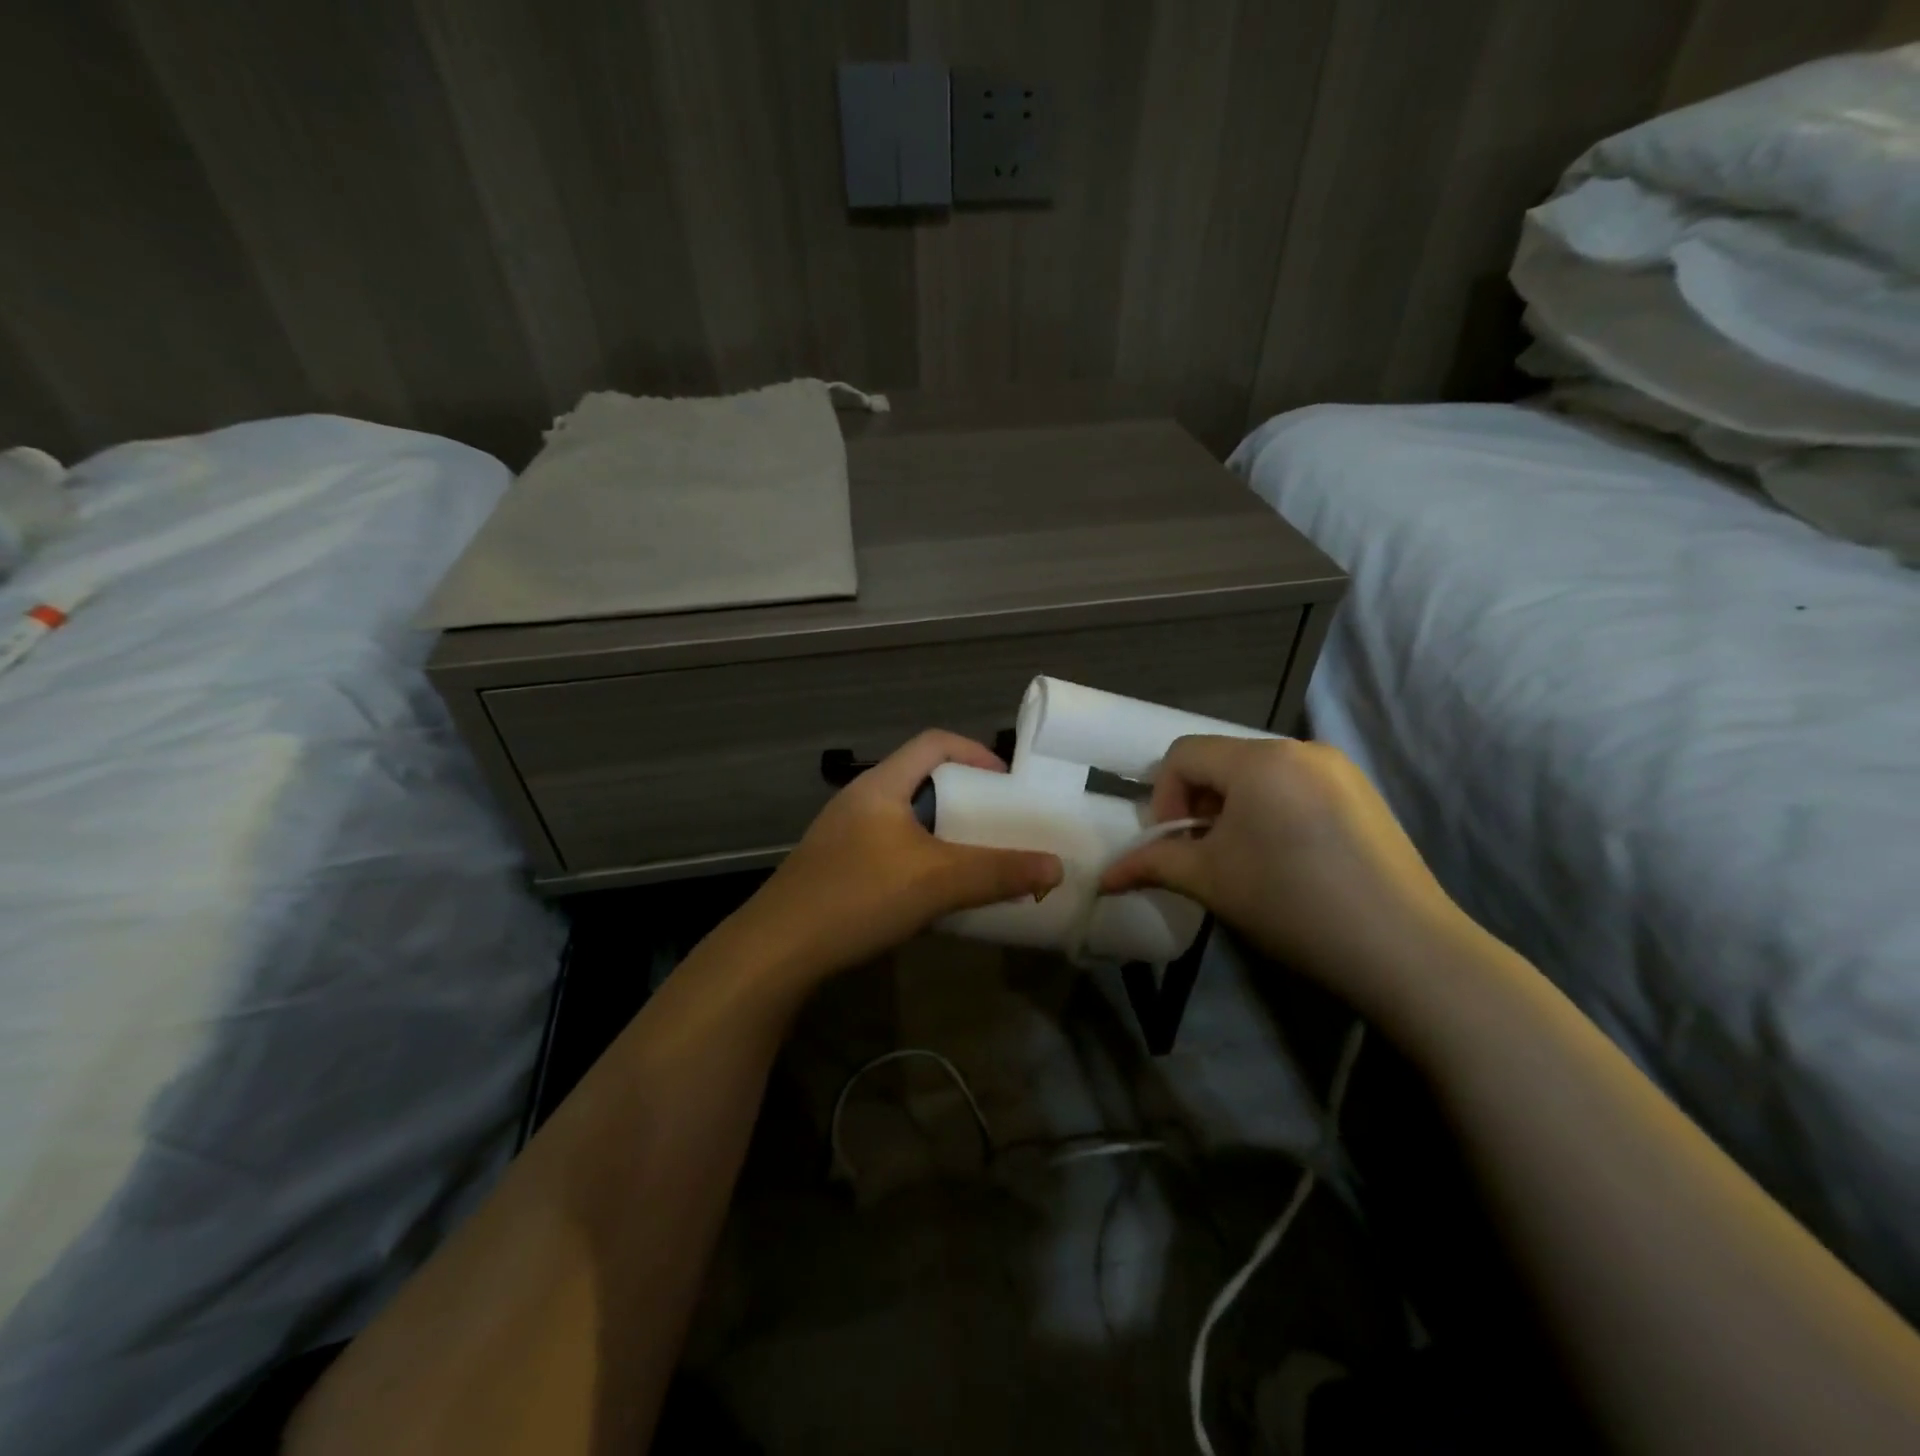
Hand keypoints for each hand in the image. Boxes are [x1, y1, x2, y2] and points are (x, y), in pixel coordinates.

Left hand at [729, 731, 1063, 984]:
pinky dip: (921, 861)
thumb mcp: (937, 881)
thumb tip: (1056, 867)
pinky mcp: (837, 869)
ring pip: (907, 820)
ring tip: (975, 859)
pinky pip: (891, 850)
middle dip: (966, 798)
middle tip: (999, 824)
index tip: (1008, 782)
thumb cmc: (859, 896)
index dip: (976, 752)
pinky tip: (935, 895)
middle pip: (922, 780)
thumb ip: (998, 872)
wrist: (777, 951)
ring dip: (944, 834)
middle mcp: (861, 801)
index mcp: (882, 785)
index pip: (934, 742)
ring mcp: (844, 836)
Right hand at [1100, 736, 1466, 1014]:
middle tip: (1202, 854)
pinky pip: (1295, 785)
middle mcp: (1299, 748)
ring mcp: (1338, 768)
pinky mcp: (1362, 793)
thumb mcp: (1211, 880)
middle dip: (1198, 804)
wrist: (1405, 950)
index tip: (1173, 845)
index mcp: (1259, 759)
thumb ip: (1154, 864)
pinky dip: (1271, 810)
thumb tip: (1106, 876)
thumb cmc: (1293, 904)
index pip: (1183, 755)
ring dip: (1233, 808)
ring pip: (1259, 774)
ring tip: (1242, 858)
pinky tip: (1285, 858)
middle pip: (1222, 760)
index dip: (1163, 797)